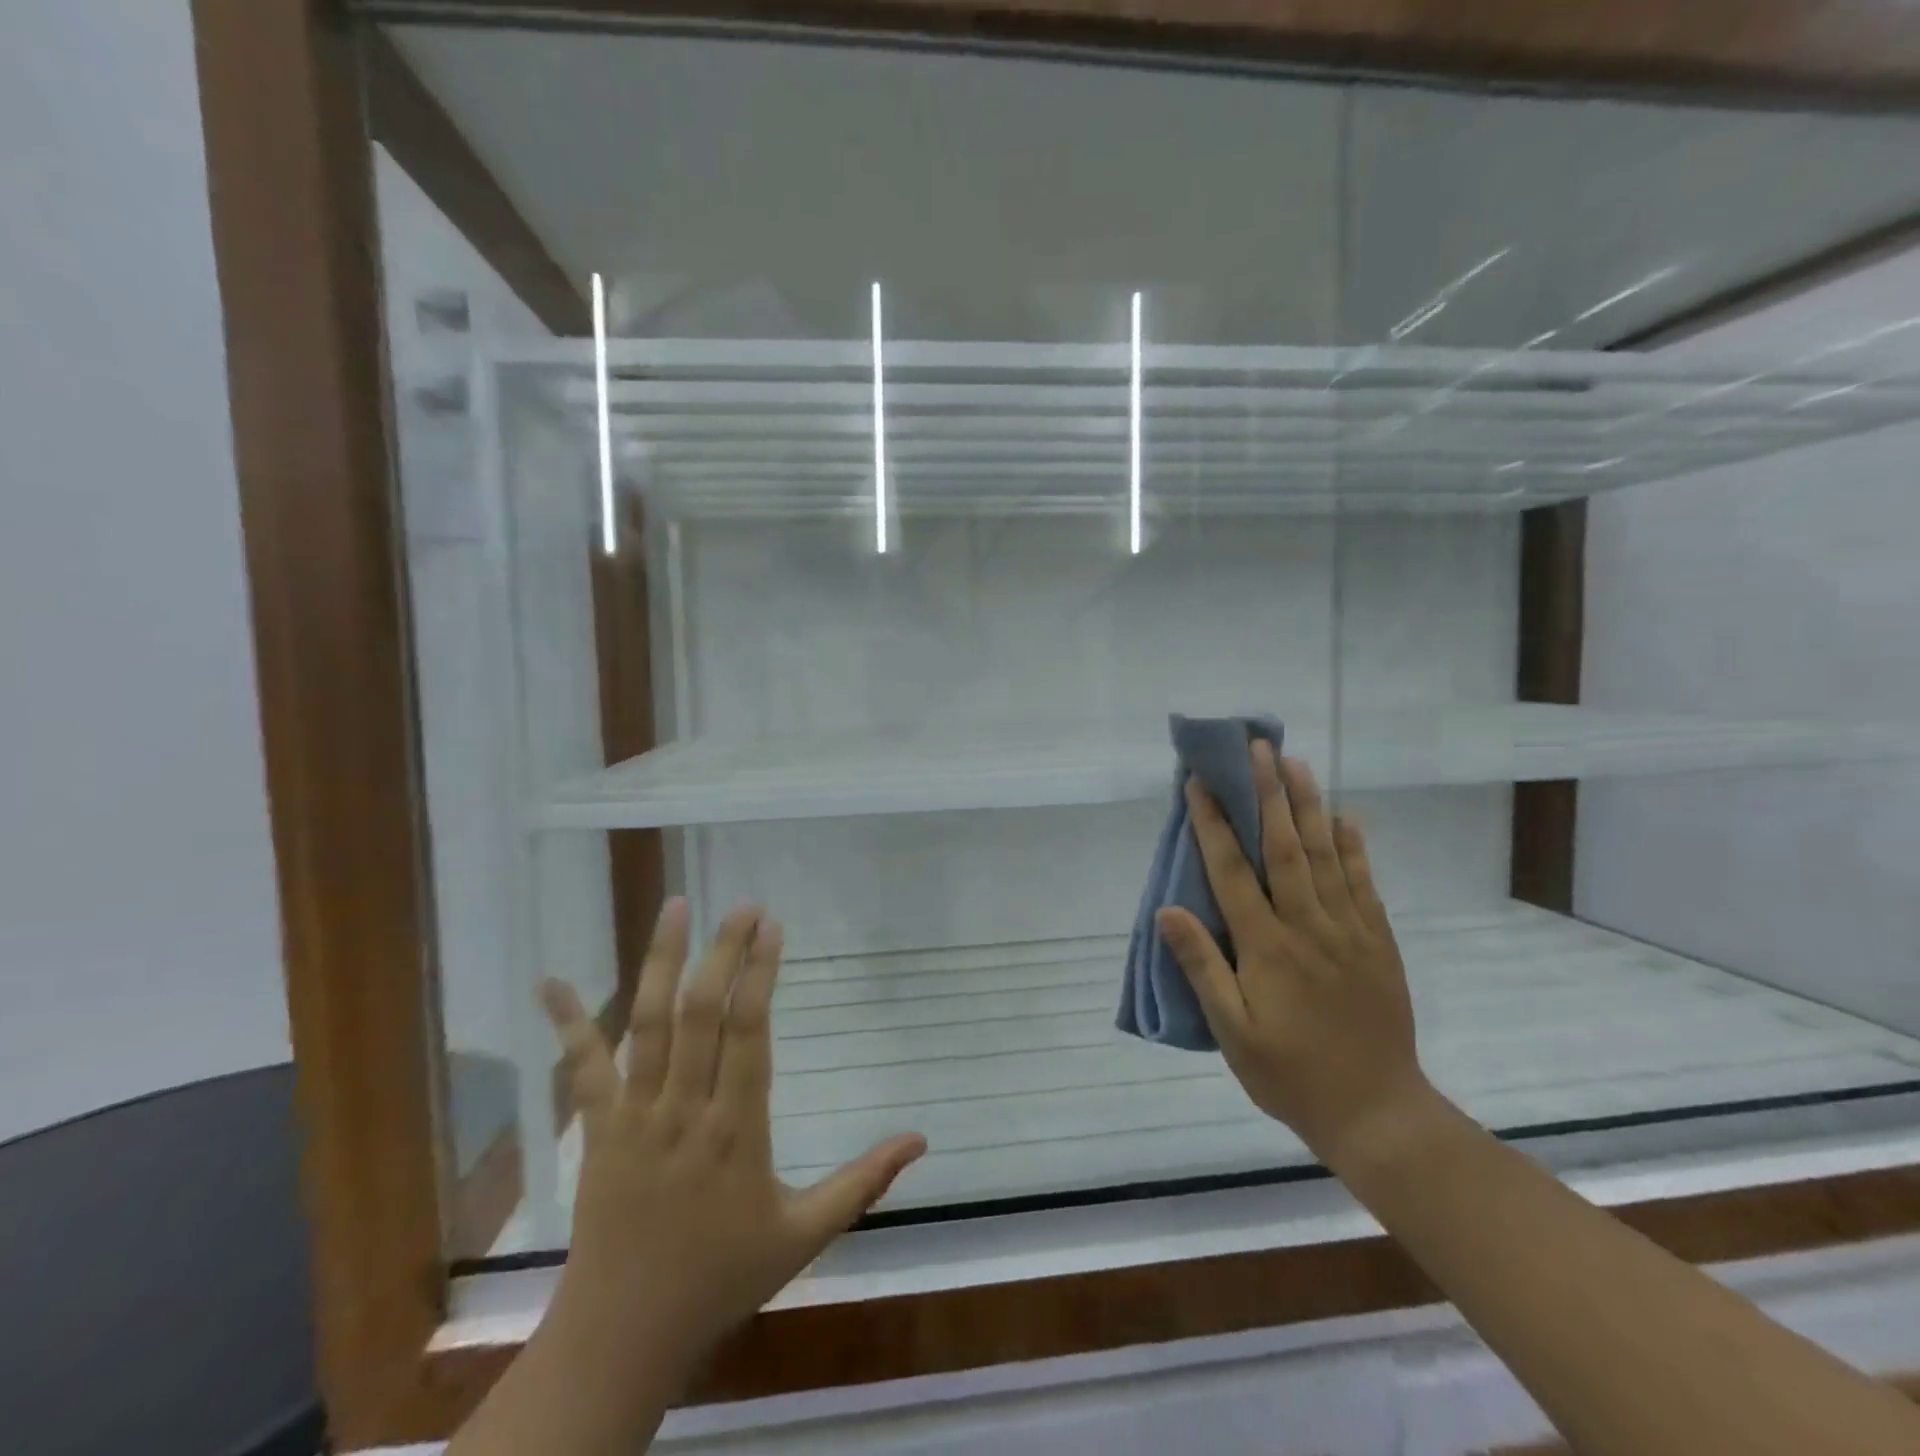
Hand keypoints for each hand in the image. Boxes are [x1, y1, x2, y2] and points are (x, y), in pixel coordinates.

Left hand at [539, 898, 926, 1377]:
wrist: (623, 1336)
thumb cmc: (721, 1278)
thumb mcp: (804, 1236)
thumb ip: (864, 1183)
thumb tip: (921, 1140)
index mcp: (736, 1130)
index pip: (749, 1033)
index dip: (760, 974)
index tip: (772, 926)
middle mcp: (683, 1109)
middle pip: (701, 1013)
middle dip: (723, 952)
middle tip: (742, 905)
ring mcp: (634, 1116)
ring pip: (647, 1025)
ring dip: (660, 962)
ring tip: (675, 907)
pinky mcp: (598, 1129)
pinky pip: (584, 1069)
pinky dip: (567, 1023)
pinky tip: (550, 982)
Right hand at [1155, 742, 1432, 1170]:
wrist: (1377, 1113)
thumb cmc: (1289, 1074)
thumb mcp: (1232, 1032)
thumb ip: (1201, 967)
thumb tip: (1167, 911)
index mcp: (1266, 947)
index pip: (1232, 871)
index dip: (1213, 824)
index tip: (1199, 783)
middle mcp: (1307, 926)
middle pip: (1284, 847)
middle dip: (1267, 794)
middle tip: (1258, 748)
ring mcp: (1349, 931)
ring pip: (1326, 855)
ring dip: (1308, 806)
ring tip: (1296, 764)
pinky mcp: (1378, 942)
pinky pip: (1364, 884)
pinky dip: (1353, 848)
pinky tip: (1345, 818)